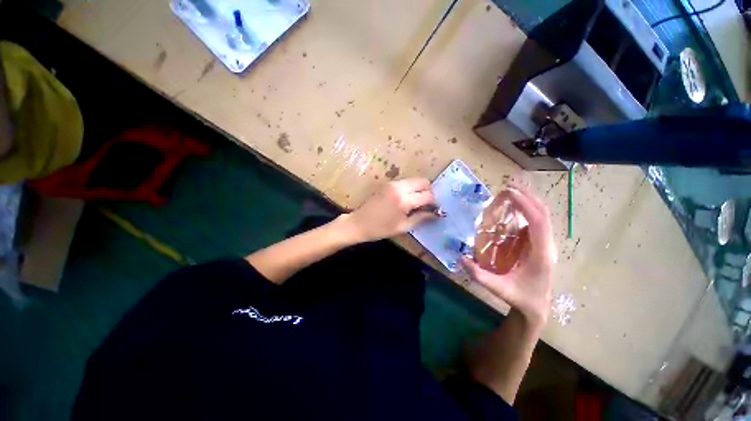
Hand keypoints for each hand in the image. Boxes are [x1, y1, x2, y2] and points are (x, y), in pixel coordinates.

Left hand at [344, 178, 437, 242]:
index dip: (434, 202)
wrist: (359, 223)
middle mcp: (399, 187)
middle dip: (428, 191)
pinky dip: (410, 188)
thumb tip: (436, 213)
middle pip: (423, 181)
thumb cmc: (381, 229)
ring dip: (419, 189)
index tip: (434, 209)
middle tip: (426, 204)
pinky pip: (405, 182)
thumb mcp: (403, 227)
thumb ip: (421, 218)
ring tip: (416, 203)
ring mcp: (393, 183)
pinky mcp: (388, 183)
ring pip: (414, 180)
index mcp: (404, 200)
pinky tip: (407, 199)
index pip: (428, 195)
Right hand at [462, 184, 556, 326]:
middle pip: (544, 215)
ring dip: (530, 201)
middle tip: (509, 185)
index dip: (526, 206)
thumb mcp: (498, 289)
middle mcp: (547, 246)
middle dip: (528, 197)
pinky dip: (529, 210)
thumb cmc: (520, 298)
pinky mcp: (541, 245)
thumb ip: (478, 275)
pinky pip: (537, 222)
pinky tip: (516, 206)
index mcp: (542, 255)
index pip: (538, 224)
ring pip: (543, 217)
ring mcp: (546, 245)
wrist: (537, 308)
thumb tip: (460, 257)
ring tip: (512, 191)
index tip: (510, 193)